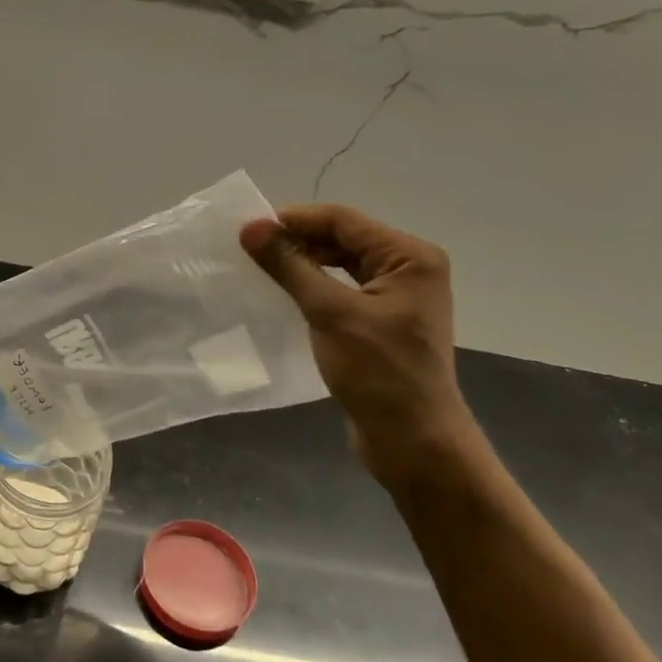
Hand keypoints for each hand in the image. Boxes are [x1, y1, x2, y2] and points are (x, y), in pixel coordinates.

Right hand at [241, 205, 479, 483]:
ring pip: (342, 265)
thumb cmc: (378, 373)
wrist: (414, 442)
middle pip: (344, 239)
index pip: (343, 221)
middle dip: (297, 241)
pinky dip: (314, 287)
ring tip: (260, 268)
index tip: (247, 228)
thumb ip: (290, 266)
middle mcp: (409, 269)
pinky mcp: (383, 322)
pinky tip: (285, 294)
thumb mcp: (330, 313)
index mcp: (409, 257)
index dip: (294, 219)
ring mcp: (397, 297)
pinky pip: (343, 290)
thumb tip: (250, 227)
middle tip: (248, 249)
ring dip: (303, 263)